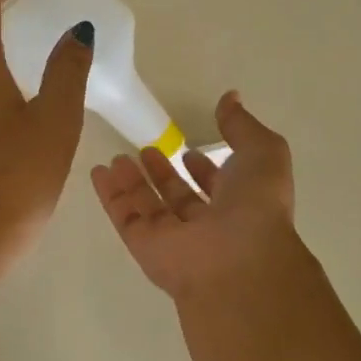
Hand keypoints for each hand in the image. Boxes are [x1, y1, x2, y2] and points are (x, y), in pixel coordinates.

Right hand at [90, 91, 298, 302]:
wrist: (237, 262)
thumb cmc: (256, 205)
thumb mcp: (262, 152)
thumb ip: (242, 125)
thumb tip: (230, 98)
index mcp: (241, 205)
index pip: (219, 187)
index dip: (205, 170)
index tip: (189, 150)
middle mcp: (208, 225)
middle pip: (180, 198)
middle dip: (165, 175)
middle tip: (147, 150)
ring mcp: (175, 239)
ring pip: (150, 207)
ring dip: (134, 182)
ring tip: (117, 157)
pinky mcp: (145, 247)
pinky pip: (125, 217)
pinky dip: (111, 195)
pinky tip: (99, 172)